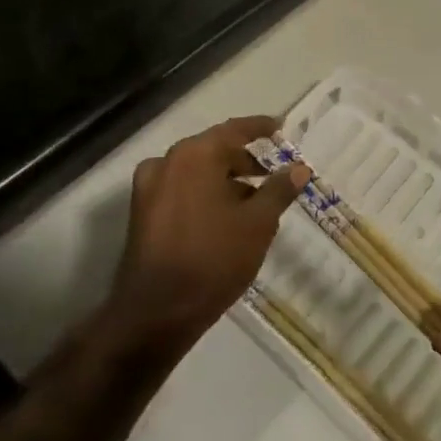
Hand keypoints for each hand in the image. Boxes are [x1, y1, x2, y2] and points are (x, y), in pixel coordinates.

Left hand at [106, 115, 308, 358]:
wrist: (156, 312)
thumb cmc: (214, 258)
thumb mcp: (258, 223)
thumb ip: (279, 189)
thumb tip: (299, 168)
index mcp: (194, 155)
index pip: (234, 130)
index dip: (261, 128)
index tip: (282, 128)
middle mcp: (167, 163)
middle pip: (213, 150)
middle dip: (244, 160)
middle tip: (273, 173)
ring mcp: (148, 189)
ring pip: (196, 172)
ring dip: (225, 180)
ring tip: (255, 201)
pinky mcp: (141, 214)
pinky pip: (180, 191)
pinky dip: (205, 194)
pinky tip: (226, 218)